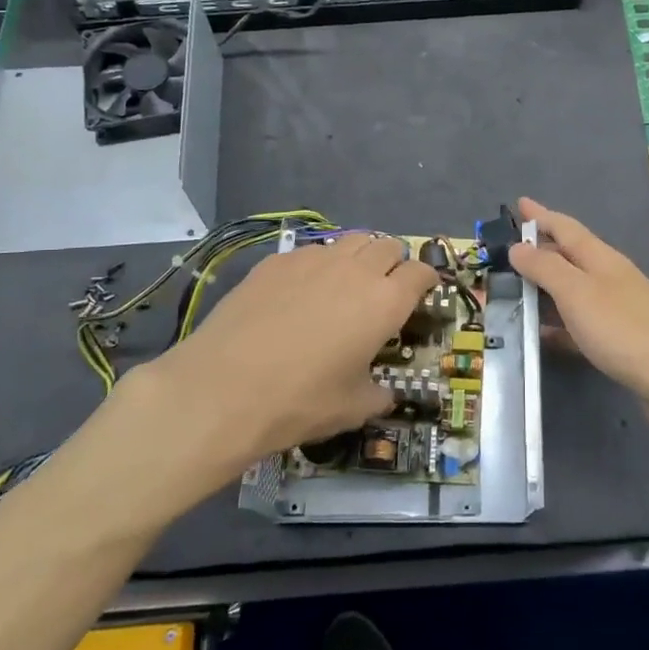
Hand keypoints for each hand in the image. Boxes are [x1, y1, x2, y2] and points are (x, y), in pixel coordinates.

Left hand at [115, 234, 436, 482]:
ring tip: (347, 284)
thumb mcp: (352, 409)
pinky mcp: (276, 261)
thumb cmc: (299, 401)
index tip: (422, 294)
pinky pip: (312, 251)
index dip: (426, 281)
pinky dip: (320, 265)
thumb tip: (386, 394)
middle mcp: (356, 269)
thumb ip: (379, 395)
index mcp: (385, 301)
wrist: (222, 389)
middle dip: (394, 264)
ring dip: (359, 257)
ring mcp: (313, 259)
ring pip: (351, 240)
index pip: (421, 273)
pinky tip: (302, 292)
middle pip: (388, 247)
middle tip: (384, 291)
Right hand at [509, 198, 648, 452]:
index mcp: (601, 259)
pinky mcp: (617, 342)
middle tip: (504, 252)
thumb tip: (518, 246)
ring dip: (544, 288)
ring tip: (512, 290)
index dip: (541, 215)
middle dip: (539, 250)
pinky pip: (577, 325)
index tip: (519, 203)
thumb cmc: (625, 330)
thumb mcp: (578, 293)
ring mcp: (615, 310)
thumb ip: (546, 268)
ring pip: (571, 291)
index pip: (565, 228)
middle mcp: (608, 278)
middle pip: (568, 256)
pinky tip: (538, 336)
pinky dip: (556, 325)